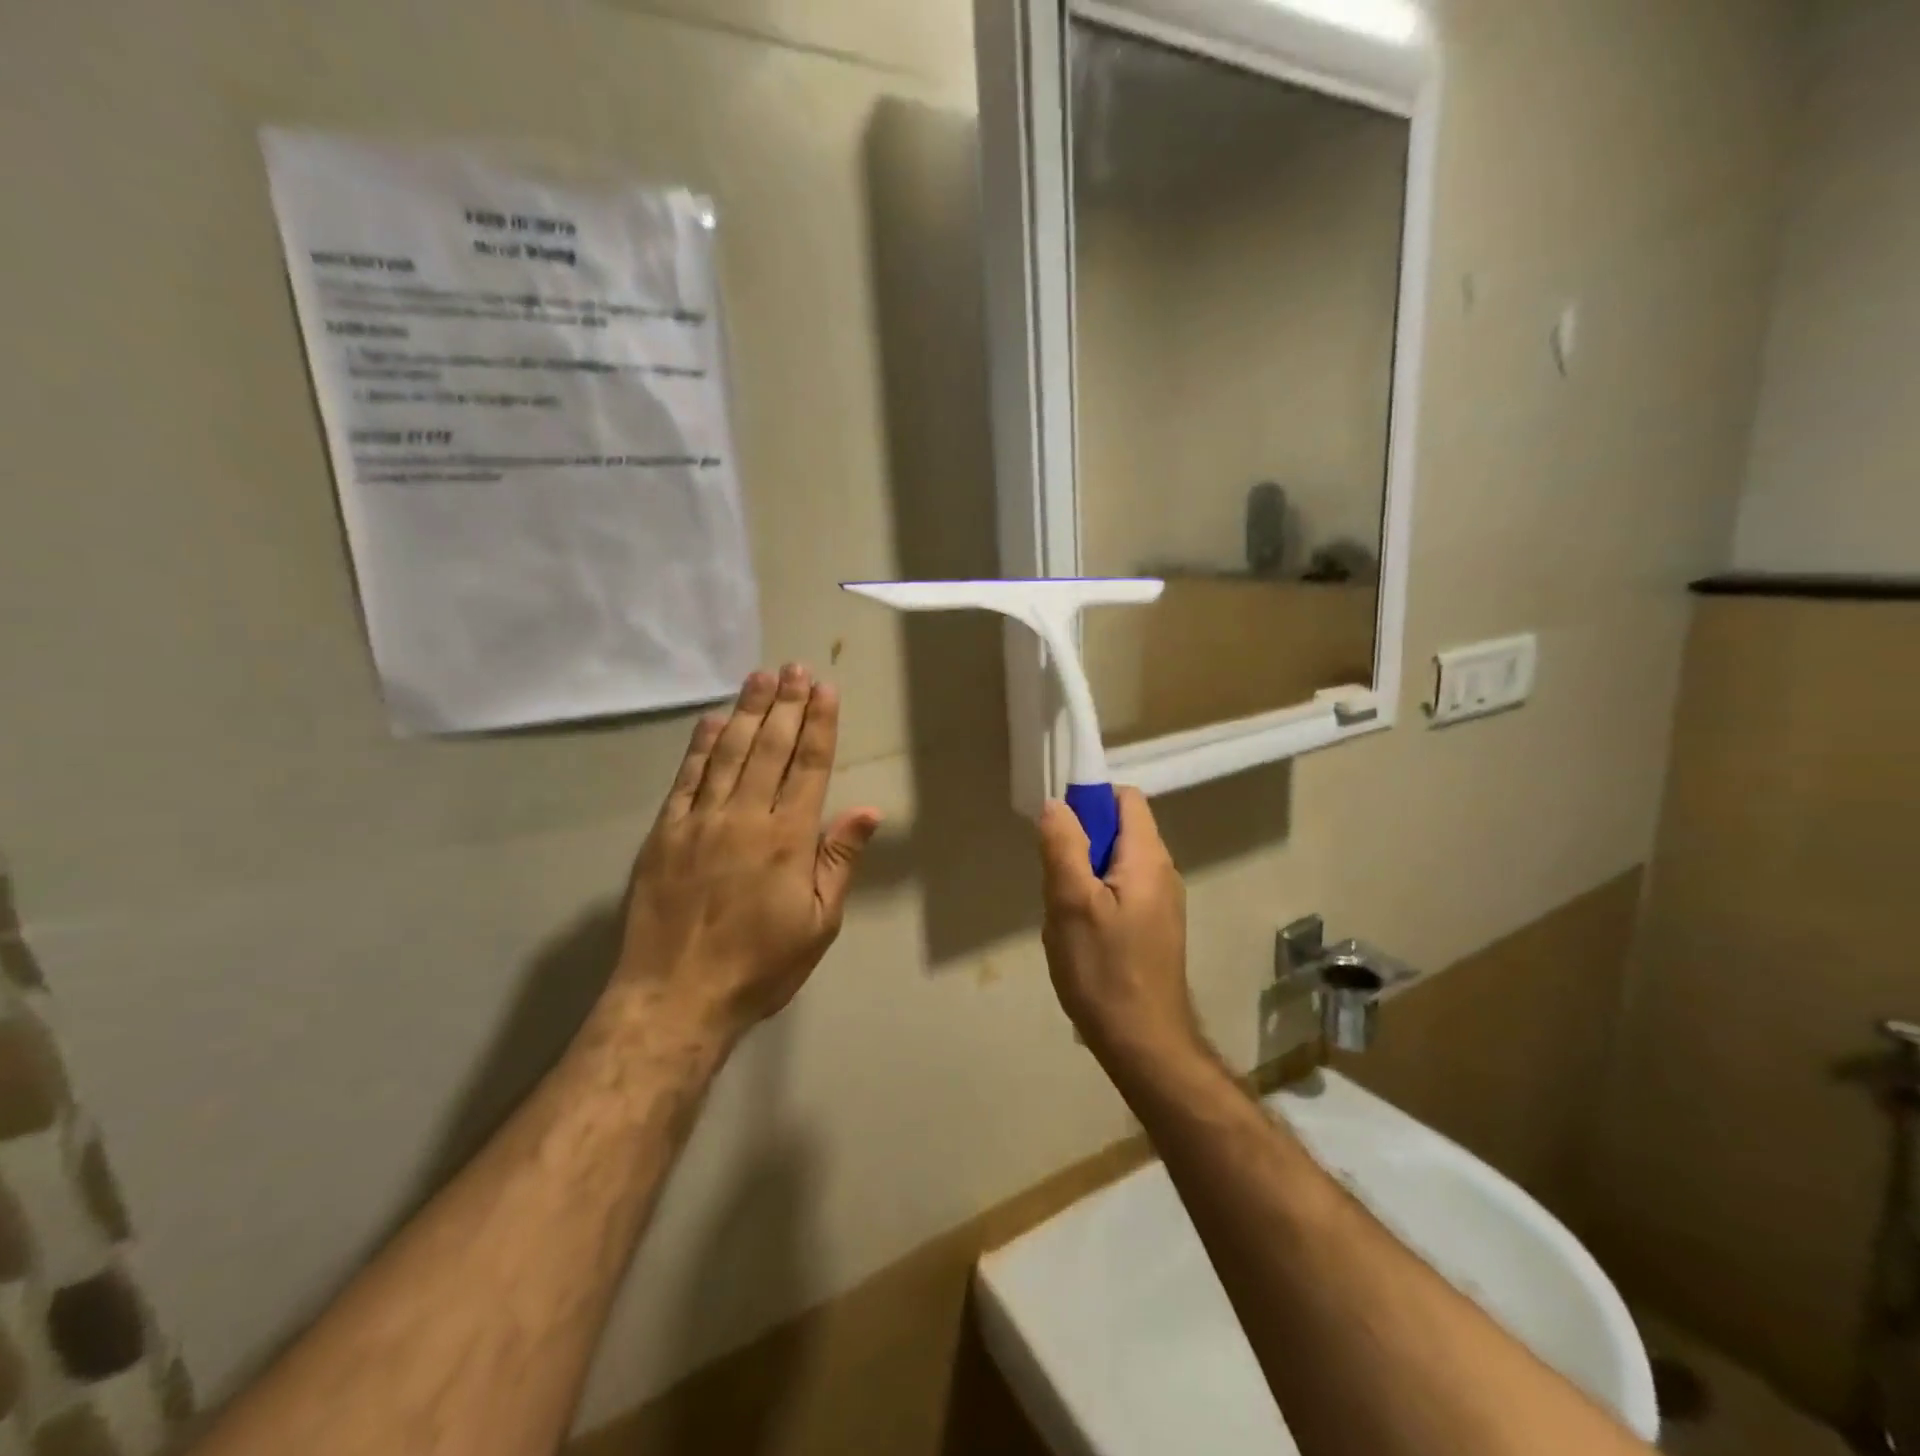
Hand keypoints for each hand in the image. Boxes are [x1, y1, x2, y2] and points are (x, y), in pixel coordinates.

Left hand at [616, 664, 880, 1045]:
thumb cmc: (760, 966)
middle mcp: (745, 816)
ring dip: (748, 711)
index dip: (819, 724)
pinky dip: (700, 746)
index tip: (825, 689)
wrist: (675, 997)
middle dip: (787, 704)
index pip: (809, 766)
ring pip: (729, 752)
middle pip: (771, 747)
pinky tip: (712, 720)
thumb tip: (868, 810)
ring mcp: (700, 821)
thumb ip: (840, 861)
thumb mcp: (819, 924)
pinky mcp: (664, 833)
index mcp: (788, 838)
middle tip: (795, 668)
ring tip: (761, 678)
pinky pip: (686, 778)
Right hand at [1036, 787, 1202, 1074]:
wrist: (1144, 1044)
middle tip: (1055, 881)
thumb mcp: (1072, 903)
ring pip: (1113, 865)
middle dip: (1079, 845)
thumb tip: (1057, 803)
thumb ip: (1064, 846)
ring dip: (1082, 877)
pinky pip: (1119, 893)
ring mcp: (1161, 902)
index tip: (1058, 826)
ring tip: (1064, 914)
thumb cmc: (1105, 971)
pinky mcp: (1153, 928)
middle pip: (1118, 831)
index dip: (1090, 799)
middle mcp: (1162, 872)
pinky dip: (1094, 900)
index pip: (1125, 799)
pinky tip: (1079, 935)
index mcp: (1148, 858)